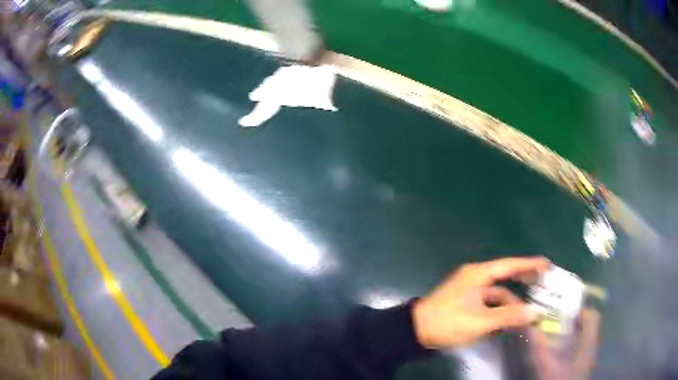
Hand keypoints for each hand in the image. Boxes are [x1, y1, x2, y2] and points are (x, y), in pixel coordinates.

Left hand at [412, 256, 549, 348]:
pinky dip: (498, 310)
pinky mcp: (465, 301)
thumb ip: (508, 316)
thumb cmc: (448, 322)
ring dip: (510, 303)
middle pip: (505, 276)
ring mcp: (469, 289)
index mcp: (478, 274)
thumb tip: (534, 312)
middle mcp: (475, 277)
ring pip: (497, 293)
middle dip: (523, 281)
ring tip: (526, 313)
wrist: (415, 331)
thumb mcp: (481, 321)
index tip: (546, 264)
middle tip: (541, 284)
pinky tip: (507, 321)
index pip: (510, 265)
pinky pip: (488, 302)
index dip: (529, 264)